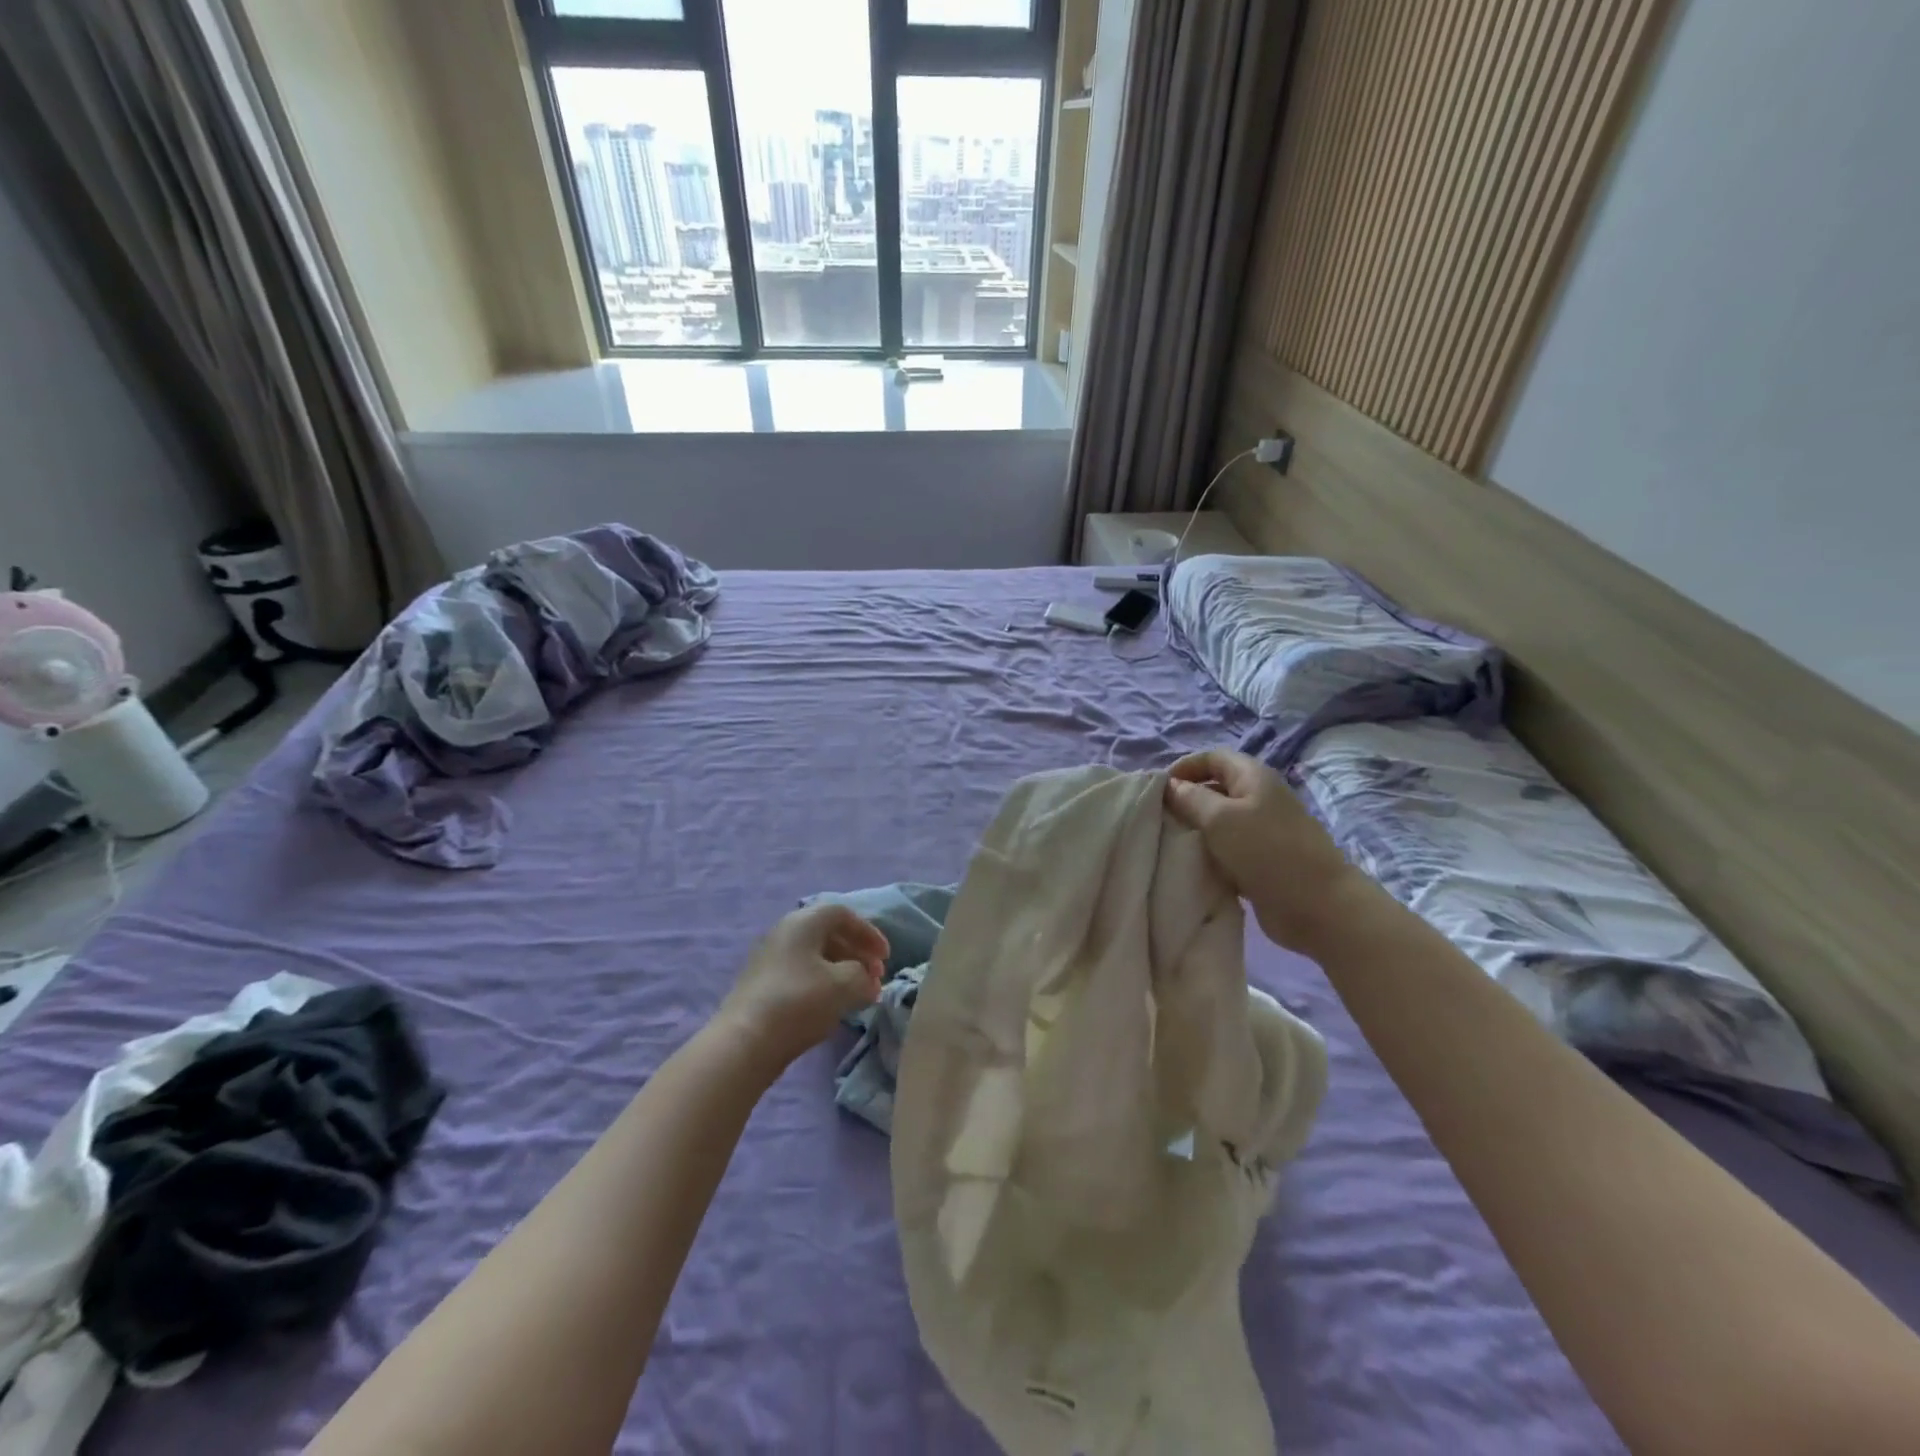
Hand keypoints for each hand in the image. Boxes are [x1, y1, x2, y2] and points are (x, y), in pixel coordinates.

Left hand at [718, 904, 890, 1069]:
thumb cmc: (799, 1002)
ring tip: (860, 994)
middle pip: (828, 933)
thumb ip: (864, 976)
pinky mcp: (762, 985)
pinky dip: (824, 983)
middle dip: (857, 952)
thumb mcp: (844, 985)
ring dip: (842, 970)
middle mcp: (784, 932)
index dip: (869, 933)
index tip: (886, 957)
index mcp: (803, 922)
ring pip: (815, 955)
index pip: (843, 914)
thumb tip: (866, 980)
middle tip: (876, 976)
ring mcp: (770, 959)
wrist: (744, 1043)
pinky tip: (833, 1005)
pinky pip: (802, 973)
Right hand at [1164, 749, 1359, 951]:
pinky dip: (1209, 854)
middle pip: (1214, 789)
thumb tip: (1171, 787)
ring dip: (1195, 830)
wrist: (1318, 906)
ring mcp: (1262, 830)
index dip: (1184, 767)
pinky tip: (1193, 865)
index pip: (1212, 758)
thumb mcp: (1220, 818)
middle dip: (1186, 800)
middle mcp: (1258, 798)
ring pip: (1218, 822)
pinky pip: (1227, 849)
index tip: (1158, 790)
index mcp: (1253, 777)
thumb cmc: (1267, 851)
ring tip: (1170, 842)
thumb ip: (1190, 799)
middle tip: (1159, 818)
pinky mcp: (1262, 860)